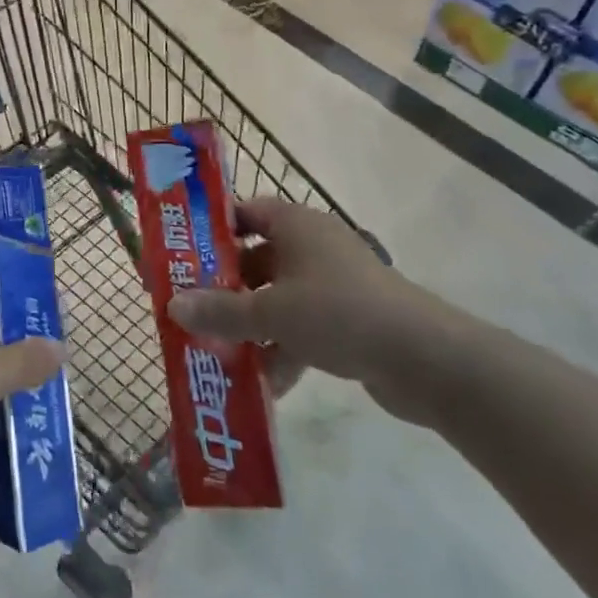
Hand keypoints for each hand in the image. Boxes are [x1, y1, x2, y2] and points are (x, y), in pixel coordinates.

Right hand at [170, 198, 464, 424]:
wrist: (425, 359)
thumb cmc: (338, 313)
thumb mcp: (270, 312)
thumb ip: (219, 311)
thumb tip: (172, 307)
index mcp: (295, 225)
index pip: (246, 212)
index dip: (214, 230)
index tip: (183, 255)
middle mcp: (313, 247)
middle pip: (257, 261)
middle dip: (225, 290)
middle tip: (192, 311)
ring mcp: (334, 284)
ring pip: (278, 299)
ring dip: (251, 327)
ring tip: (219, 356)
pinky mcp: (349, 320)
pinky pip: (302, 328)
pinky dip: (282, 350)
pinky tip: (263, 385)